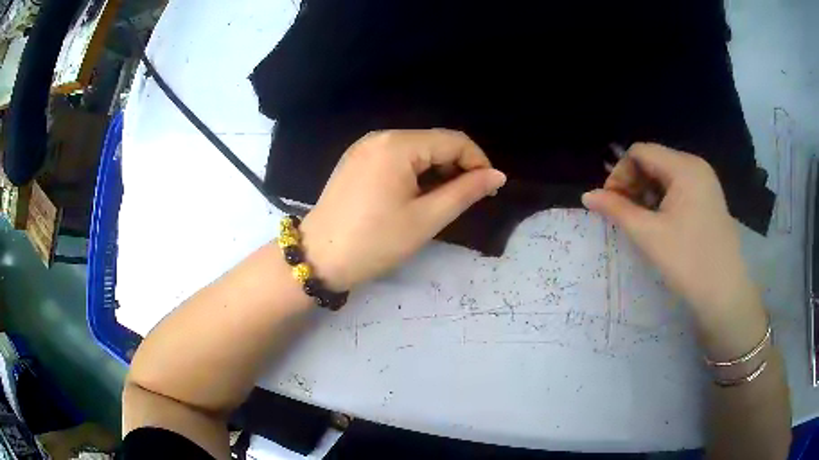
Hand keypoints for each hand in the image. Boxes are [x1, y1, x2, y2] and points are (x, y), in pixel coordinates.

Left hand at [298, 129, 505, 290]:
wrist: (319, 258)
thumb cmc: (375, 241)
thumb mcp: (426, 218)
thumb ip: (465, 192)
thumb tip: (497, 175)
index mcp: (398, 145)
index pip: (453, 141)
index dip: (478, 162)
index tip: (490, 190)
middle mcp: (380, 137)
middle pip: (433, 142)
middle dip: (457, 167)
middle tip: (467, 199)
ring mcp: (364, 147)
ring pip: (415, 150)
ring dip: (436, 170)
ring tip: (442, 200)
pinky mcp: (355, 161)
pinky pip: (395, 158)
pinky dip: (414, 172)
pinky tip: (415, 195)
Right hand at [582, 143, 760, 321]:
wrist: (724, 294)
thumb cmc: (688, 262)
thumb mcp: (649, 235)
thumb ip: (617, 210)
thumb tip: (587, 195)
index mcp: (684, 167)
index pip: (640, 152)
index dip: (619, 173)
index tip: (611, 203)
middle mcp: (696, 166)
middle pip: (653, 161)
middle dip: (632, 184)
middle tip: (622, 215)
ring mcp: (705, 183)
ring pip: (665, 176)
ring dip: (645, 193)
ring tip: (640, 222)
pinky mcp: (708, 199)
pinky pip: (678, 189)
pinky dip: (662, 200)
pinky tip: (659, 223)